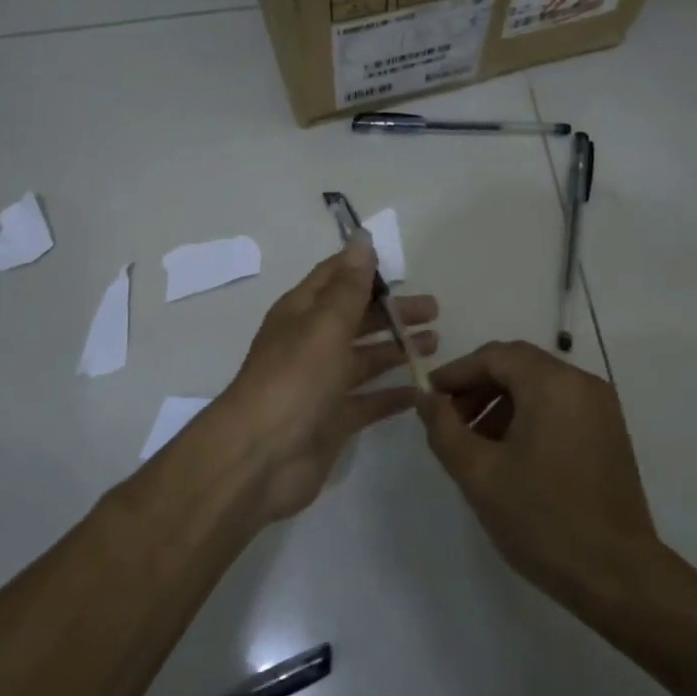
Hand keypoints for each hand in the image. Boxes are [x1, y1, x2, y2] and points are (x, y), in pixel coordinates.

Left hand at [212, 235, 437, 521]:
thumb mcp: (324, 325)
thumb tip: (361, 238)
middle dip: (392, 311)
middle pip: (356, 318)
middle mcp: (310, 344)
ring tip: (436, 343)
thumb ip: (348, 287)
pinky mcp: (333, 420)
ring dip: (396, 349)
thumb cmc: (294, 380)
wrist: (260, 457)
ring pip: (365, 359)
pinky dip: (392, 394)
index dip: (364, 268)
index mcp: (301, 313)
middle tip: (434, 310)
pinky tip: (421, 391)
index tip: (402, 265)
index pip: (334, 278)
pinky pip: (369, 401)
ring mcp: (321, 384)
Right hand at [418, 341, 659, 602]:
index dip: (456, 372)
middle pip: (517, 365)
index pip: (493, 356)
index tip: (429, 398)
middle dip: (477, 387)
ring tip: (475, 444)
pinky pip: (559, 405)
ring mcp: (601, 407)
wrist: (619, 577)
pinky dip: (528, 416)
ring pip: (538, 385)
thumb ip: (444, 428)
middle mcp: (581, 383)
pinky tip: (509, 454)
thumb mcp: (479, 474)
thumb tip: (425, 397)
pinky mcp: (609, 432)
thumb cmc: (542, 519)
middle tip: (449, 421)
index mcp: (552, 384)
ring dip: (501, 402)